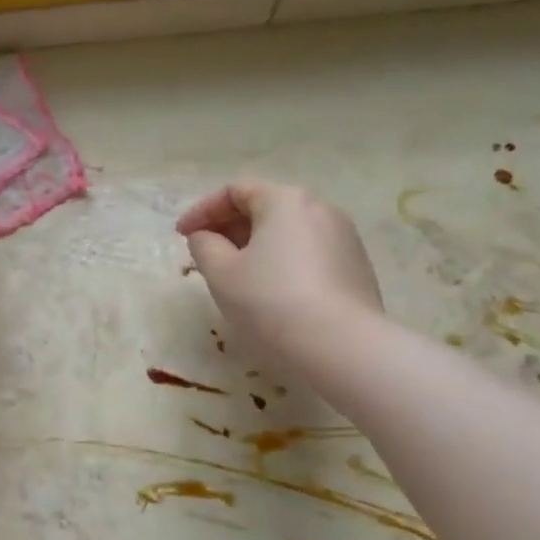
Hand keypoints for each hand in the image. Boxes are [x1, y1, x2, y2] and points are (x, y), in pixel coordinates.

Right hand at [176, 180, 383, 352]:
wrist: (344, 348)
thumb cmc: (271, 302)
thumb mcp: (221, 273)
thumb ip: (204, 246)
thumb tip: (206, 237)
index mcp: (285, 200)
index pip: (235, 191)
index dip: (202, 211)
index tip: (182, 236)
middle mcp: (319, 209)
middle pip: (265, 207)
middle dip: (229, 228)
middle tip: (206, 254)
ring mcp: (344, 238)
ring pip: (288, 232)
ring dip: (256, 246)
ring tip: (236, 275)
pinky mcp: (357, 268)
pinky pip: (308, 254)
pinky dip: (282, 263)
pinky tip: (271, 292)